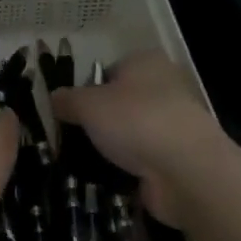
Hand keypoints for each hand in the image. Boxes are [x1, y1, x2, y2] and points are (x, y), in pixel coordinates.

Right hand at [51, 51, 220, 224]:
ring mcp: (175, 124)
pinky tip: (109, 178)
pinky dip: (128, 169)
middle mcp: (165, 87)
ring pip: (132, 132)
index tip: (70, 111)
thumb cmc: (135, 120)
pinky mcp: (179, 157)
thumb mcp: (88, 104)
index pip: (109, 70)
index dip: (88, 89)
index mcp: (146, 62)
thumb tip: (54, 98)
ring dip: (113, 147)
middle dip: (99, 121)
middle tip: (74, 137)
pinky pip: (144, 160)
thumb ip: (67, 99)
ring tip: (86, 161)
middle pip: (121, 102)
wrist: (186, 170)